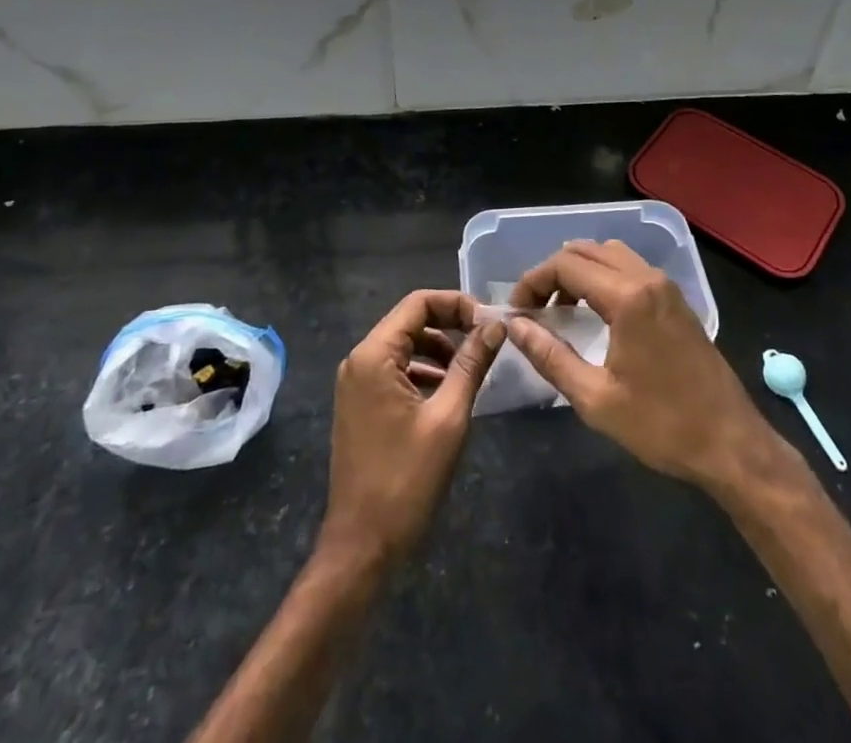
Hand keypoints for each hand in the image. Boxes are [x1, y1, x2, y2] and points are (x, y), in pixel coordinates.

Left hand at [320, 290, 503, 570]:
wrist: (362, 546)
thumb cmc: (406, 480)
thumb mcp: (449, 418)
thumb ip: (471, 365)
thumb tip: (495, 326)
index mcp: (374, 355)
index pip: (418, 303)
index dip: (456, 304)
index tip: (489, 322)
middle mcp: (359, 360)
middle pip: (409, 321)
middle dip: (449, 325)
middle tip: (487, 341)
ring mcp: (355, 382)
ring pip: (403, 345)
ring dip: (438, 349)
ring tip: (472, 368)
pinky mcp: (359, 404)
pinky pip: (394, 369)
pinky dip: (423, 371)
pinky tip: (447, 392)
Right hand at [505, 240, 781, 493]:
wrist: (730, 444)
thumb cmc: (661, 425)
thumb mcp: (595, 399)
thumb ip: (550, 356)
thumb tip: (513, 326)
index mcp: (628, 297)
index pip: (565, 265)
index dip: (533, 281)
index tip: (517, 311)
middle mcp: (647, 278)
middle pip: (586, 251)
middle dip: (553, 273)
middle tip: (534, 308)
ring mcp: (666, 286)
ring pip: (610, 254)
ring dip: (580, 271)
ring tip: (561, 309)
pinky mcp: (676, 300)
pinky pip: (631, 268)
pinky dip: (604, 277)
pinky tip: (595, 314)